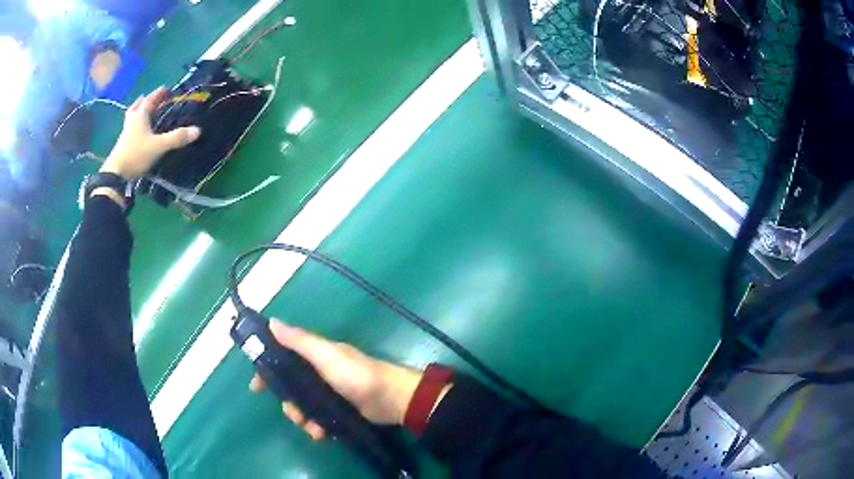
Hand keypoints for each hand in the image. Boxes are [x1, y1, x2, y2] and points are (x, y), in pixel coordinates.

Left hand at [100, 87, 200, 179]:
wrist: (116, 175)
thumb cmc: (136, 155)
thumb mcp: (158, 146)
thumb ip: (176, 138)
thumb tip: (197, 130)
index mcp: (140, 115)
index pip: (151, 99)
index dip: (160, 93)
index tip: (168, 89)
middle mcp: (132, 120)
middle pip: (139, 105)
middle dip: (147, 101)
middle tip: (155, 100)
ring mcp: (125, 132)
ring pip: (133, 116)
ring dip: (139, 111)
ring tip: (145, 112)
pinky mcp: (123, 144)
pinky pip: (130, 128)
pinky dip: (136, 125)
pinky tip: (139, 131)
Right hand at [249, 320, 422, 440]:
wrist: (391, 400)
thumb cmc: (356, 375)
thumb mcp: (326, 355)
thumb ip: (300, 341)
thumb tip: (272, 322)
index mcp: (314, 358)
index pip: (282, 361)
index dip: (267, 372)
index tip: (256, 388)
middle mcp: (318, 375)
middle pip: (290, 390)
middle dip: (289, 405)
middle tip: (295, 414)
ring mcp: (328, 396)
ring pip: (303, 409)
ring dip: (303, 420)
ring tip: (313, 428)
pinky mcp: (338, 413)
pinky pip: (318, 421)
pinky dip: (317, 428)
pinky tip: (322, 434)